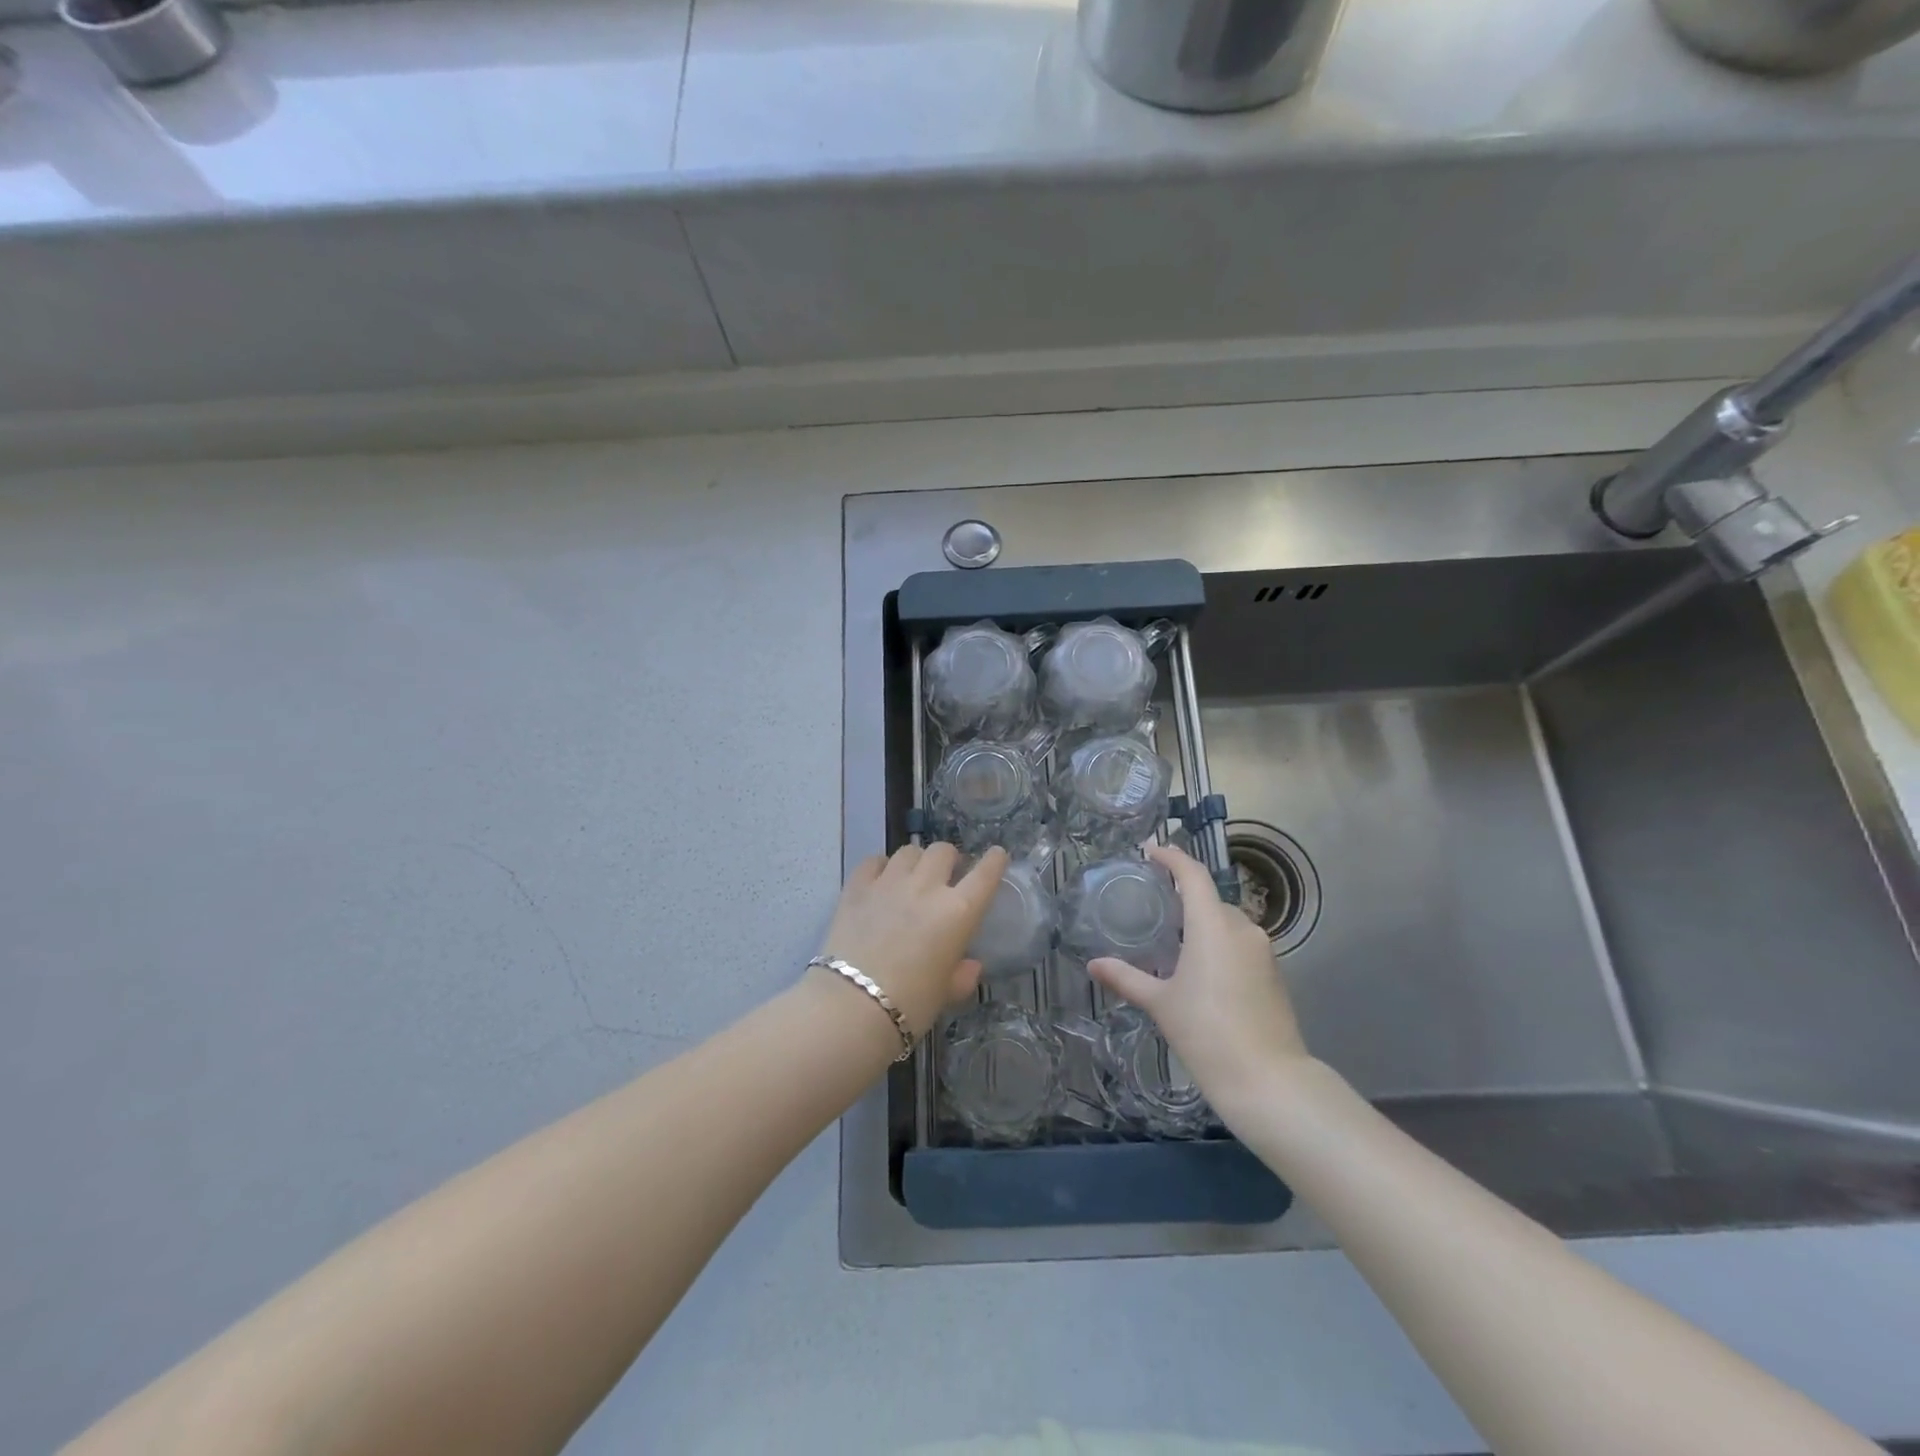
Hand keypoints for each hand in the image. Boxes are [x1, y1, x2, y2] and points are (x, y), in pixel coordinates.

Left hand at [820, 843, 1006, 1038]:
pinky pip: (874, 861)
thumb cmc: (910, 1005)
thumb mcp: (946, 994)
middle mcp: (926, 887)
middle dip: (949, 859)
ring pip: (909, 851)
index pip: (985, 874)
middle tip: (945, 875)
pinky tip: (880, 880)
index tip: (996, 855)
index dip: (994, 861)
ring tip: (912, 876)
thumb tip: (970, 966)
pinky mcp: (856, 887)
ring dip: (916, 860)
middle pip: (943, 851)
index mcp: (958, 912)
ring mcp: (889, 882)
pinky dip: (881, 866)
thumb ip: (962, 976)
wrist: (852, 1006)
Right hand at [1088, 844, 1307, 1116]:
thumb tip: (1093, 965)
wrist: (1268, 1080)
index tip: (1150, 850)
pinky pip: (1240, 944)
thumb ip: (1126, 978)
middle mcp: (1242, 928)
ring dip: (1202, 924)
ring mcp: (1263, 951)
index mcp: (1213, 925)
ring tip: (1173, 940)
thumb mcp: (1160, 1004)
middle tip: (1154, 906)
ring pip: (1227, 923)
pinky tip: (1201, 969)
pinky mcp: (1273, 974)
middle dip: (1183, 897)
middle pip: (1210, 899)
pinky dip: (1219, 944)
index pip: (1193, 875)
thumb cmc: (1207, 1033)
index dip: (1172, 857)